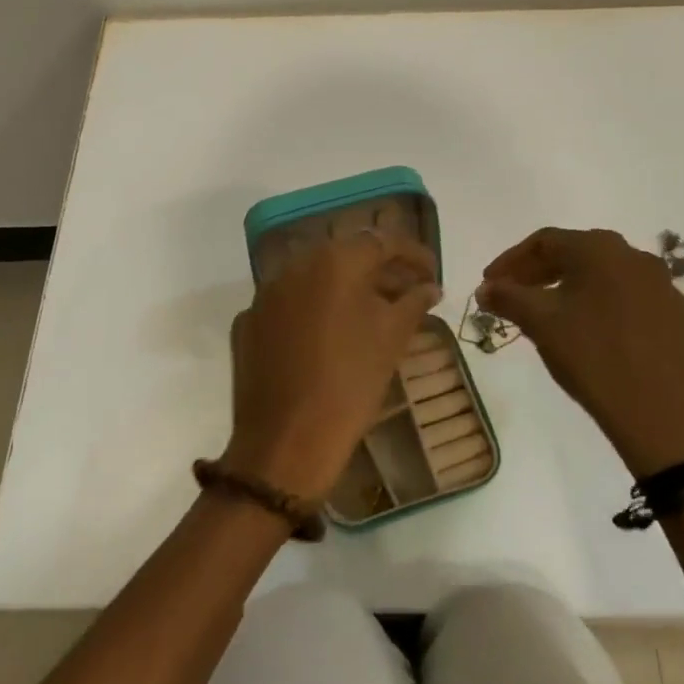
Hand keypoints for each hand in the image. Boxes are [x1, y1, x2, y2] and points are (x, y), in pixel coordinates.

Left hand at [226, 230, 440, 499]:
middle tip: (408, 290)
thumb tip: (429, 287)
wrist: (285, 442)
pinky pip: (290, 304)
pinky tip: (330, 335)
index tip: (434, 273)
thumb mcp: (392, 340)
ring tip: (373, 311)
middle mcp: (295, 266)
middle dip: (380, 268)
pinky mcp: (249, 322)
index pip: (382, 241)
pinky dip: (314, 309)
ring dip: (346, 287)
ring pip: (314, 277)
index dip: (414, 254)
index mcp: (334, 262)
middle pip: (346, 255)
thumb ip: (414, 302)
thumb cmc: (350, 384)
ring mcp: (266, 294)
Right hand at [478, 227, 683, 476]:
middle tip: (511, 297)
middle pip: (575, 254)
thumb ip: (508, 298)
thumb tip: (485, 288)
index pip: (544, 241)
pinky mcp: (675, 316)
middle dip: (537, 273)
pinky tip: (586, 334)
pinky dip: (597, 306)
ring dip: (567, 289)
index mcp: (600, 249)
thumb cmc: (594, 358)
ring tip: (545, 316)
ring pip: (602, 276)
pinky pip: (625, 298)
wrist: (665, 417)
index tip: (488, 284)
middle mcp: (634, 256)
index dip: (510, 261)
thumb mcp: (542, 324)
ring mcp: (661, 286)